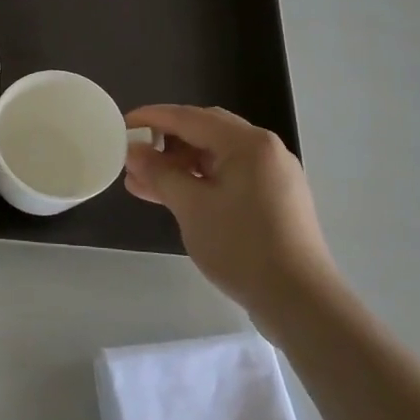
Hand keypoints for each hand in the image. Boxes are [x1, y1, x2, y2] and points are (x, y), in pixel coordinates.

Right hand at [123, 105, 340, 327]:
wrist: (299, 301)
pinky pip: (228, 177)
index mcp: (248, 143)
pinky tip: (172, 196)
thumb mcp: (191, 207)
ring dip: (179, 165)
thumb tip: (132, 150)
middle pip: (205, 131)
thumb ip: (159, 173)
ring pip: (215, 156)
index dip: (151, 118)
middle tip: (134, 154)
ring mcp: (272, 176)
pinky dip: (198, 181)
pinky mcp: (273, 200)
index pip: (189, 117)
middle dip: (165, 141)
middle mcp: (264, 150)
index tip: (120, 125)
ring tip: (142, 181)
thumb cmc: (241, 247)